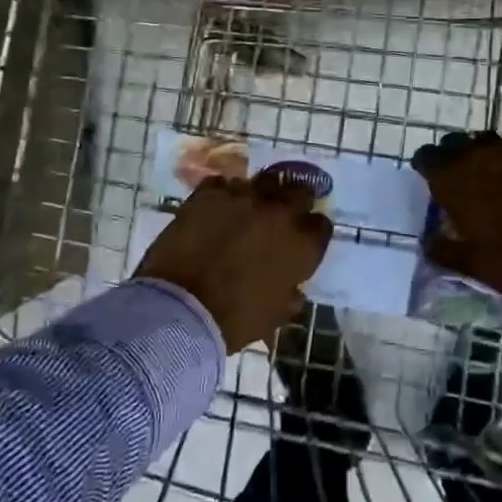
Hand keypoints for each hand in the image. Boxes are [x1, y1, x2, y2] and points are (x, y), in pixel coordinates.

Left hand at [136, 170, 332, 351]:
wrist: (181, 306)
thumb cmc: (234, 319)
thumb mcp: (274, 316)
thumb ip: (290, 296)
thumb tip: (293, 290)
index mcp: (301, 244)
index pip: (321, 225)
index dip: (311, 233)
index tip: (302, 241)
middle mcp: (279, 211)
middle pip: (299, 191)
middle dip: (293, 203)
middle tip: (279, 217)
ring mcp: (243, 196)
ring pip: (262, 182)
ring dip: (259, 195)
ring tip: (247, 209)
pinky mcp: (210, 192)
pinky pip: (223, 184)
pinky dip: (223, 195)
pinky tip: (216, 209)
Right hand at [412, 130, 501, 296]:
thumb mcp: (469, 263)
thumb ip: (442, 249)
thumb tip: (429, 241)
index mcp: (454, 181)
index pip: (427, 158)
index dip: (426, 166)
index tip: (429, 178)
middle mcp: (479, 159)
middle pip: (456, 144)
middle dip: (452, 156)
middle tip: (457, 177)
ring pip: (487, 142)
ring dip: (481, 154)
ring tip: (487, 174)